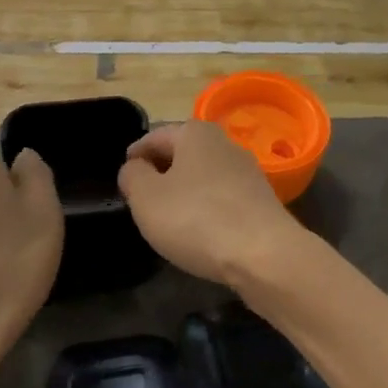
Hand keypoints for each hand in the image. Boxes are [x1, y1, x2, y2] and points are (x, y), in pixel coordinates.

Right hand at [117, 121, 308, 289]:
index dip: (133, 159)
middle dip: (160, 174)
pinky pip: (222, 199)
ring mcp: (247, 171)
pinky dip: (206, 210)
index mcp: (194, 132)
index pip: (153, 138)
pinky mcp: (260, 200)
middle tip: (141, 202)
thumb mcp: (147, 197)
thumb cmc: (196, 219)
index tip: (123, 183)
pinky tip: (199, 233)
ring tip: (168, 220)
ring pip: (202, 177)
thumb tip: (135, 168)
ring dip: (184, 192)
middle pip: (180, 155)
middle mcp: (223, 143)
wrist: (264, 255)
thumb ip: (132, 176)